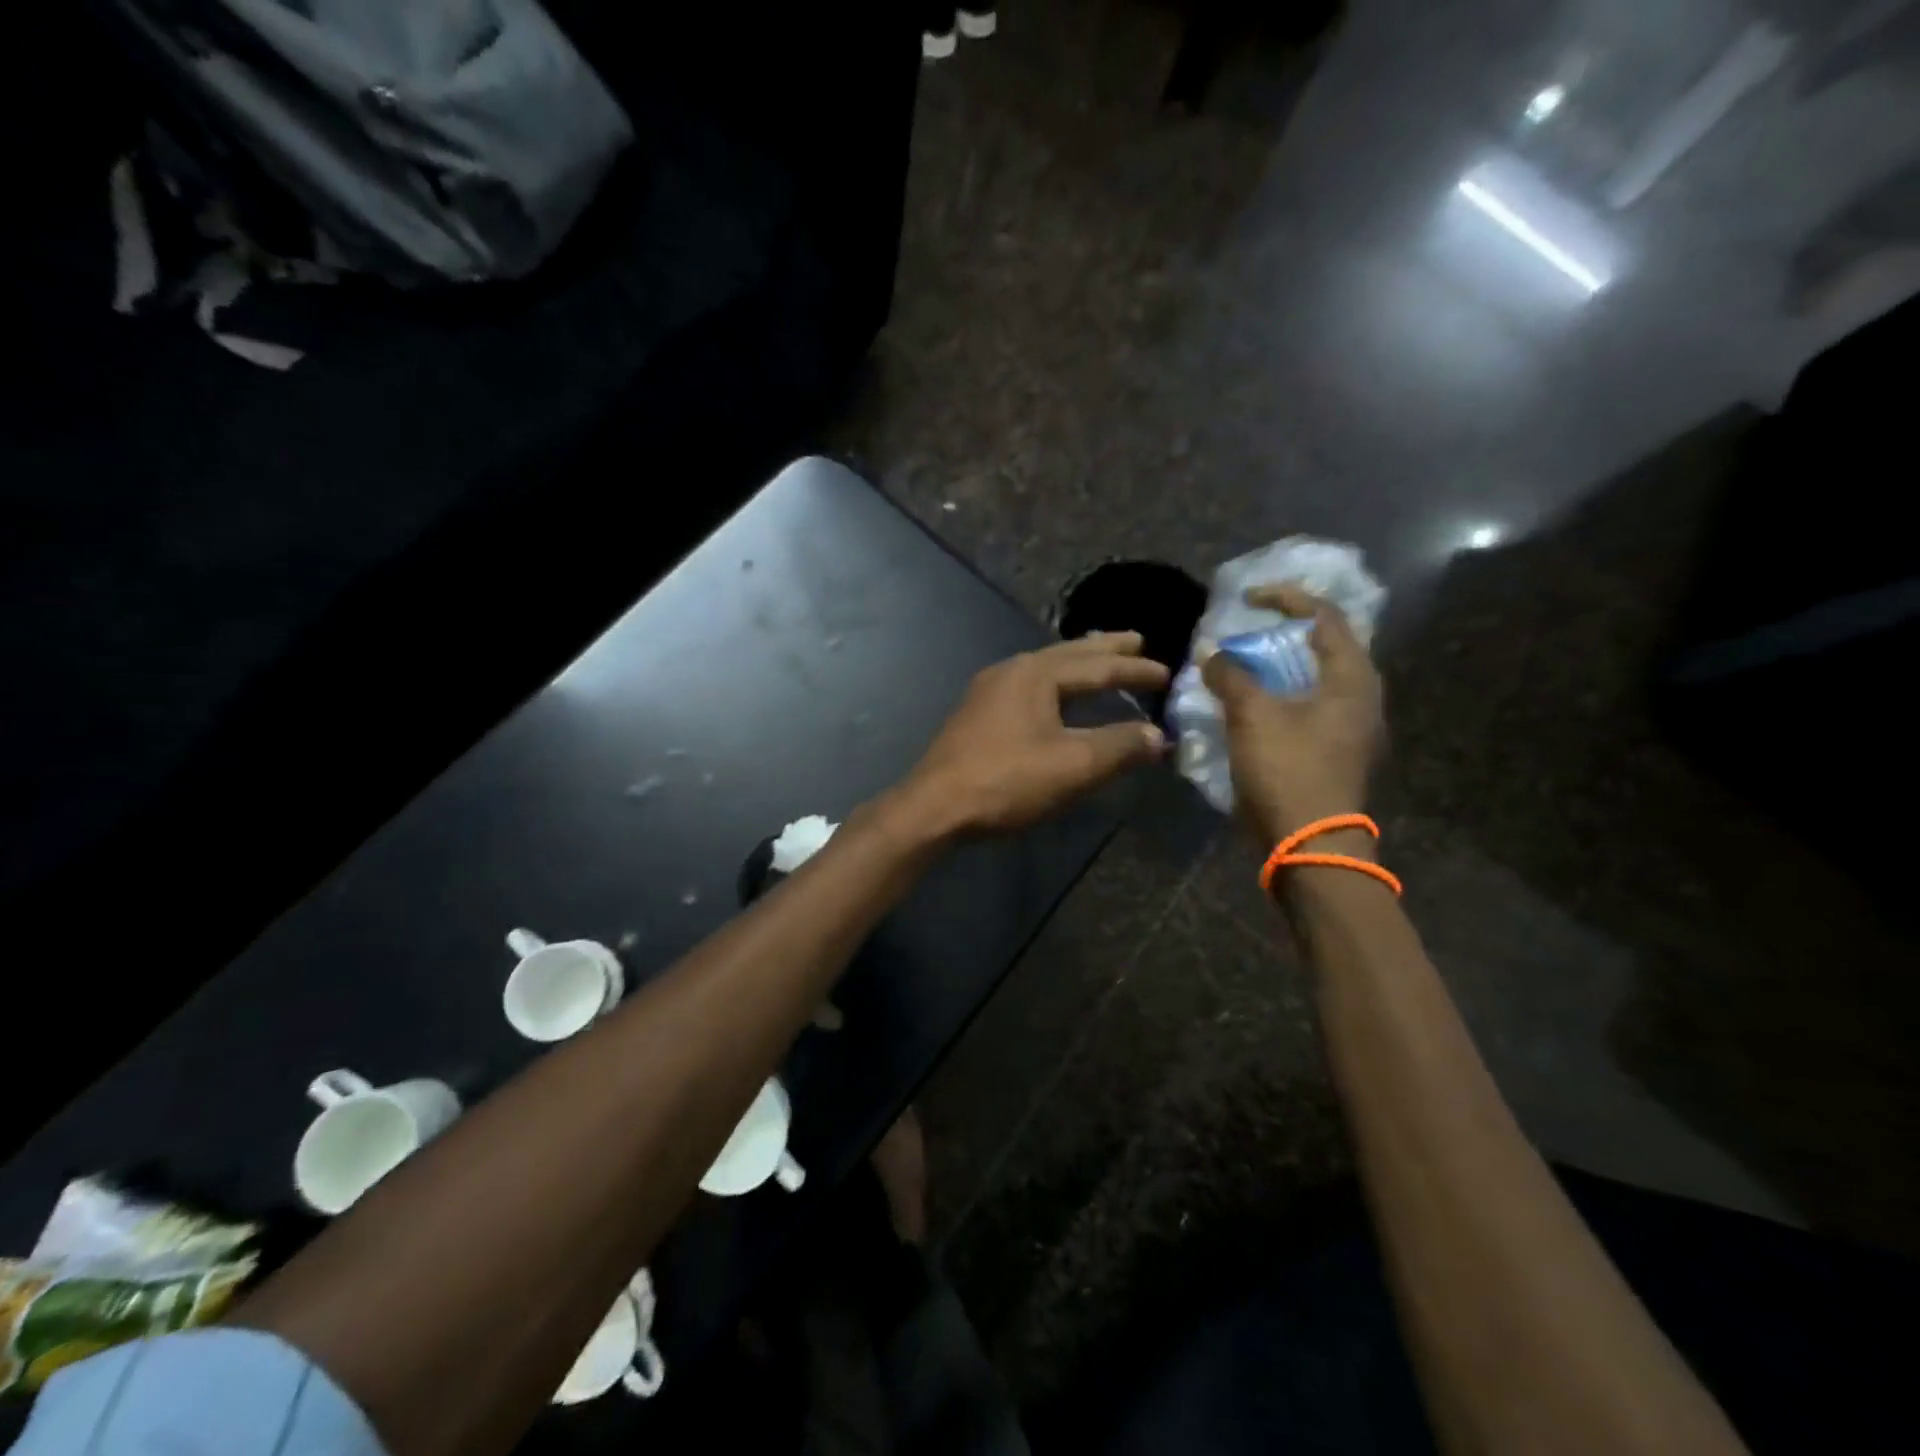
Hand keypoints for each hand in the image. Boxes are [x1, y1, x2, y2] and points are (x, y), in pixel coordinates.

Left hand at [898, 633, 1169, 834]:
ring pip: (1044, 668)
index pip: (1097, 666)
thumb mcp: (1072, 766)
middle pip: (1067, 654)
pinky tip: (1055, 696)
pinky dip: (1054, 684)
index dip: (1134, 670)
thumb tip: (1157, 735)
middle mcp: (1011, 670)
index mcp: (1036, 674)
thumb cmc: (1006, 781)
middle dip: (1103, 649)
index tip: (1166, 673)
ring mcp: (989, 690)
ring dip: (1077, 664)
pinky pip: (1028, 686)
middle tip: (1135, 640)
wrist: (934, 806)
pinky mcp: (977, 714)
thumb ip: (1119, 747)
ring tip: (1100, 660)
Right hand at [1201, 585, 1383, 846]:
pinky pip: (1304, 708)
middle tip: (1243, 635)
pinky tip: (1247, 708)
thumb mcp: (1252, 715)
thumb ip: (1230, 675)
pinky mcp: (1332, 752)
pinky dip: (1276, 697)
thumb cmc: (1287, 770)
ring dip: (1275, 668)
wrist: (1309, 844)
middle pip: (1322, 647)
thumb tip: (1212, 654)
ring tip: (1238, 669)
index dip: (1286, 598)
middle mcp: (1360, 697)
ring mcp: (1348, 728)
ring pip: (1311, 680)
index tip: (1246, 599)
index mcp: (1352, 678)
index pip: (1326, 616)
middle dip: (1279, 635)